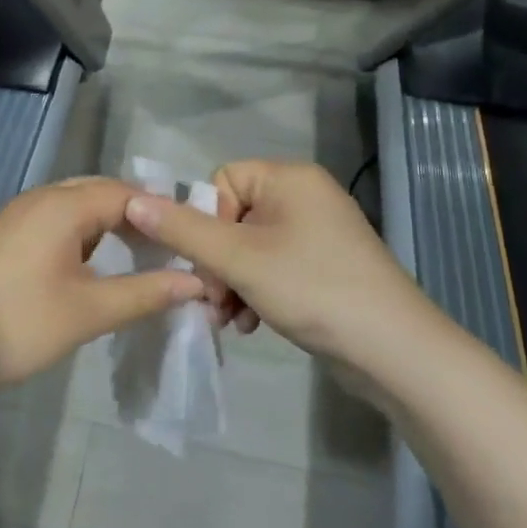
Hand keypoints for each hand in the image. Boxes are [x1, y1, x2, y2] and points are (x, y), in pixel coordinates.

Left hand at [0, 178, 206, 403]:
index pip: (127, 193)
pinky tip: (95, 262)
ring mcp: (18, 215)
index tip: (192, 239)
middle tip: (171, 247)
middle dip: (138, 215)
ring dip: (110, 224)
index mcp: (63, 205)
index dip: (162, 214)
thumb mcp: (89, 311)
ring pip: (77, 206)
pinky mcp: (5, 236)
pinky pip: (56, 221)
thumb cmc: (19, 324)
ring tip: (141, 254)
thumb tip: (196, 282)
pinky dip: (84, 234)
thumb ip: (145, 293)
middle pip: (101, 193)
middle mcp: (40, 198)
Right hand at [123, 160, 433, 366]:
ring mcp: (319, 231)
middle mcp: (305, 195)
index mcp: (289, 177)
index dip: (207, 223)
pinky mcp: (325, 264)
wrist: (394, 350)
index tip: (210, 266)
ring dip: (232, 283)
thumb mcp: (239, 259)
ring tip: (231, 319)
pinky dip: (257, 291)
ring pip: (250, 247)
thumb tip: (132, 201)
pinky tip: (253, 324)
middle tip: (214, 301)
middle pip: (234, 217)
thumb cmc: (312, 288)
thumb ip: (182, 230)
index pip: (222, 181)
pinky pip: (274, 266)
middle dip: (217, 263)